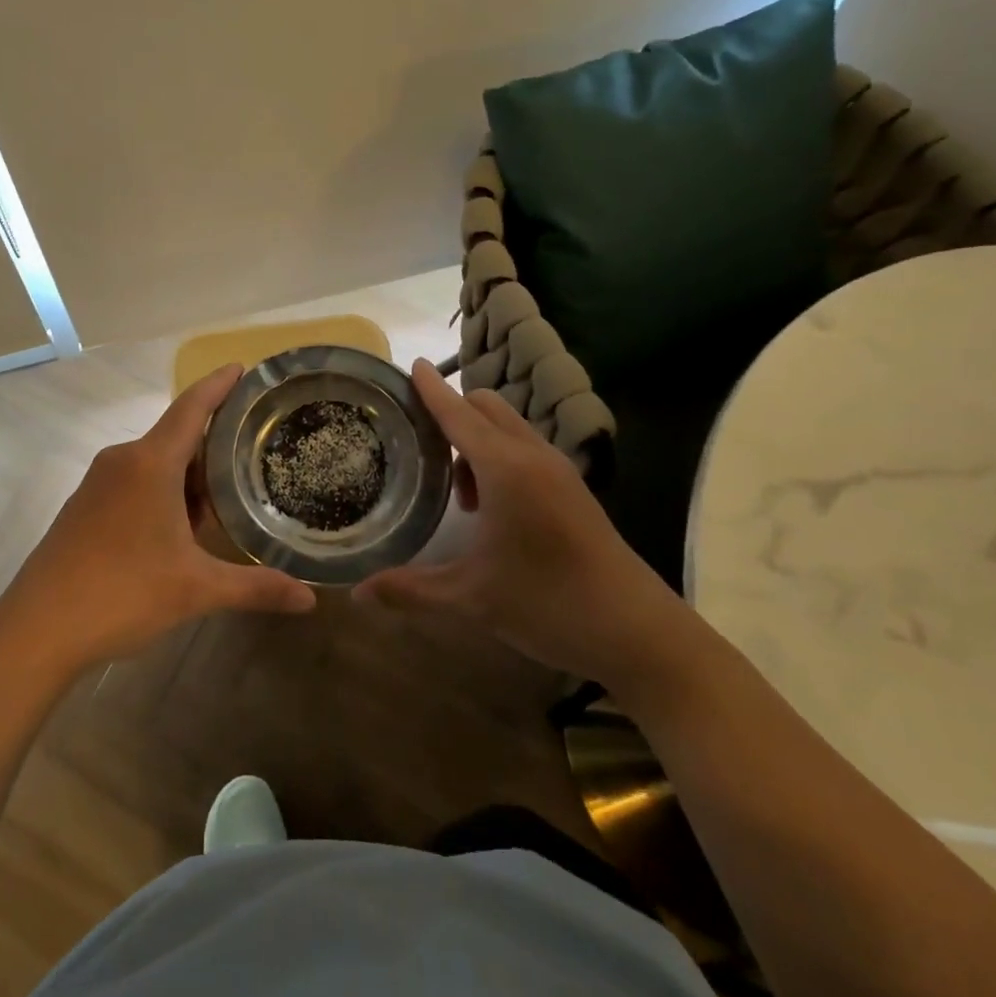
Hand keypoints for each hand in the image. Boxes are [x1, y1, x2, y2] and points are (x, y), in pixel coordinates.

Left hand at [0, 364, 316, 673]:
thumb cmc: (122, 593)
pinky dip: (162, 495)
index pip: (192, 408)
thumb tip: (310, 599)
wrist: (36, 630)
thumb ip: (255, 587)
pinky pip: (133, 484)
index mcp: (150, 463)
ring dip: (188, 479)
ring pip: (155, 465)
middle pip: (176, 438)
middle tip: (253, 458)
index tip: (241, 367)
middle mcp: (122, 461)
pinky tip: (178, 532)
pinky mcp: (83, 509)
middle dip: (213, 449)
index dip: (218, 385)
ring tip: (224, 502)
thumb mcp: (196, 589)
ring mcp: (97, 485)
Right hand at [358, 360, 686, 684]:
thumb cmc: (548, 604)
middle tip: (420, 443)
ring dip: (477, 440)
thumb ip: (410, 589)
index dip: (432, 390)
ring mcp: (559, 470)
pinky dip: (500, 456)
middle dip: (453, 412)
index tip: (411, 365)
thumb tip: (359, 591)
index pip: (458, 415)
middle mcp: (532, 456)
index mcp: (505, 469)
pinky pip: (526, 448)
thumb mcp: (471, 597)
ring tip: (459, 494)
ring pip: (509, 428)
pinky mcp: (573, 488)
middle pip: (487, 407)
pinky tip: (492, 508)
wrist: (636, 630)